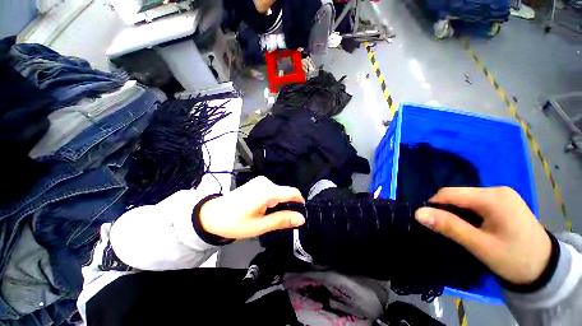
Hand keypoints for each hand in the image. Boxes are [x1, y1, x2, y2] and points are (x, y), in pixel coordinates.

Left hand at [200, 176, 304, 239]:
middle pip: (285, 193)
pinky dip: (272, 201)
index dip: (300, 202)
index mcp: (267, 191)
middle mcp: (265, 182)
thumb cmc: (234, 222)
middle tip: (280, 221)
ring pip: (279, 193)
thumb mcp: (260, 226)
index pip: (293, 192)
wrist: (212, 215)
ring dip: (279, 204)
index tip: (301, 214)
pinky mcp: (256, 183)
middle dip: (287, 206)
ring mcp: (260, 181)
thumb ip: (282, 220)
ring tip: (268, 217)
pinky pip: (272, 191)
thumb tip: (301, 218)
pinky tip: (263, 209)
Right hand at [415, 187, 551, 285]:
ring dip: (457, 212)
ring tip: (460, 230)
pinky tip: (472, 226)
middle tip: (447, 230)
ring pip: (465, 198)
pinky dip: (467, 213)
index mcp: (493, 198)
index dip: (434, 205)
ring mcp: (502, 195)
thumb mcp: (480, 246)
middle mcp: (497, 190)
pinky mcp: (504, 201)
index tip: (430, 222)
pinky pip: (475, 202)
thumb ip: (449, 227)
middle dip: (447, 210)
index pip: (450, 193)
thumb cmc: (514, 259)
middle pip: (458, 195)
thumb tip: (418, 213)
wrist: (545, 269)